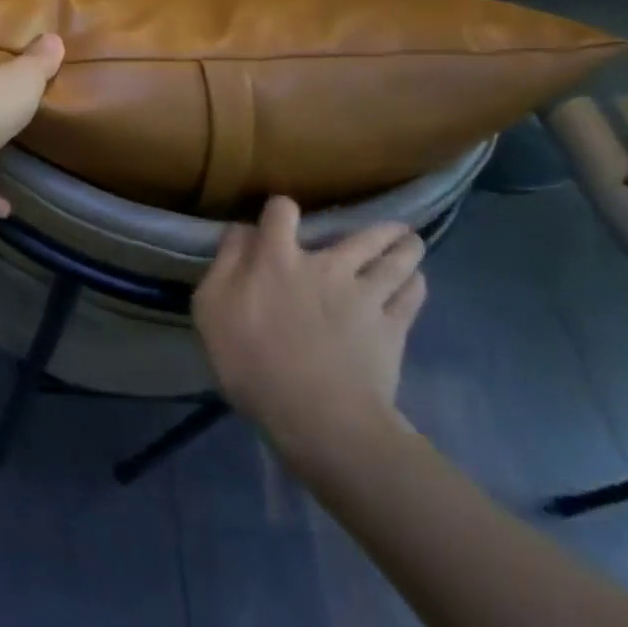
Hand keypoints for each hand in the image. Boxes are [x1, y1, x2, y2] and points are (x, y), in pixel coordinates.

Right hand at [193, 197, 426, 476]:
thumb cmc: (252, 360)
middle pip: (359, 235)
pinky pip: (411, 297)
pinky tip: (416, 281)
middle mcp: (326, 265)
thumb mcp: (211, 308)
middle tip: (385, 226)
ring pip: (394, 261)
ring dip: (404, 248)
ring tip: (411, 242)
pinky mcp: (393, 328)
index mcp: (277, 257)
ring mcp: (365, 295)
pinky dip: (415, 285)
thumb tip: (241, 231)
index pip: (281, 212)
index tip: (281, 216)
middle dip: (374, 228)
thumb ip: (225, 263)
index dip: (280, 210)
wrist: (318, 416)